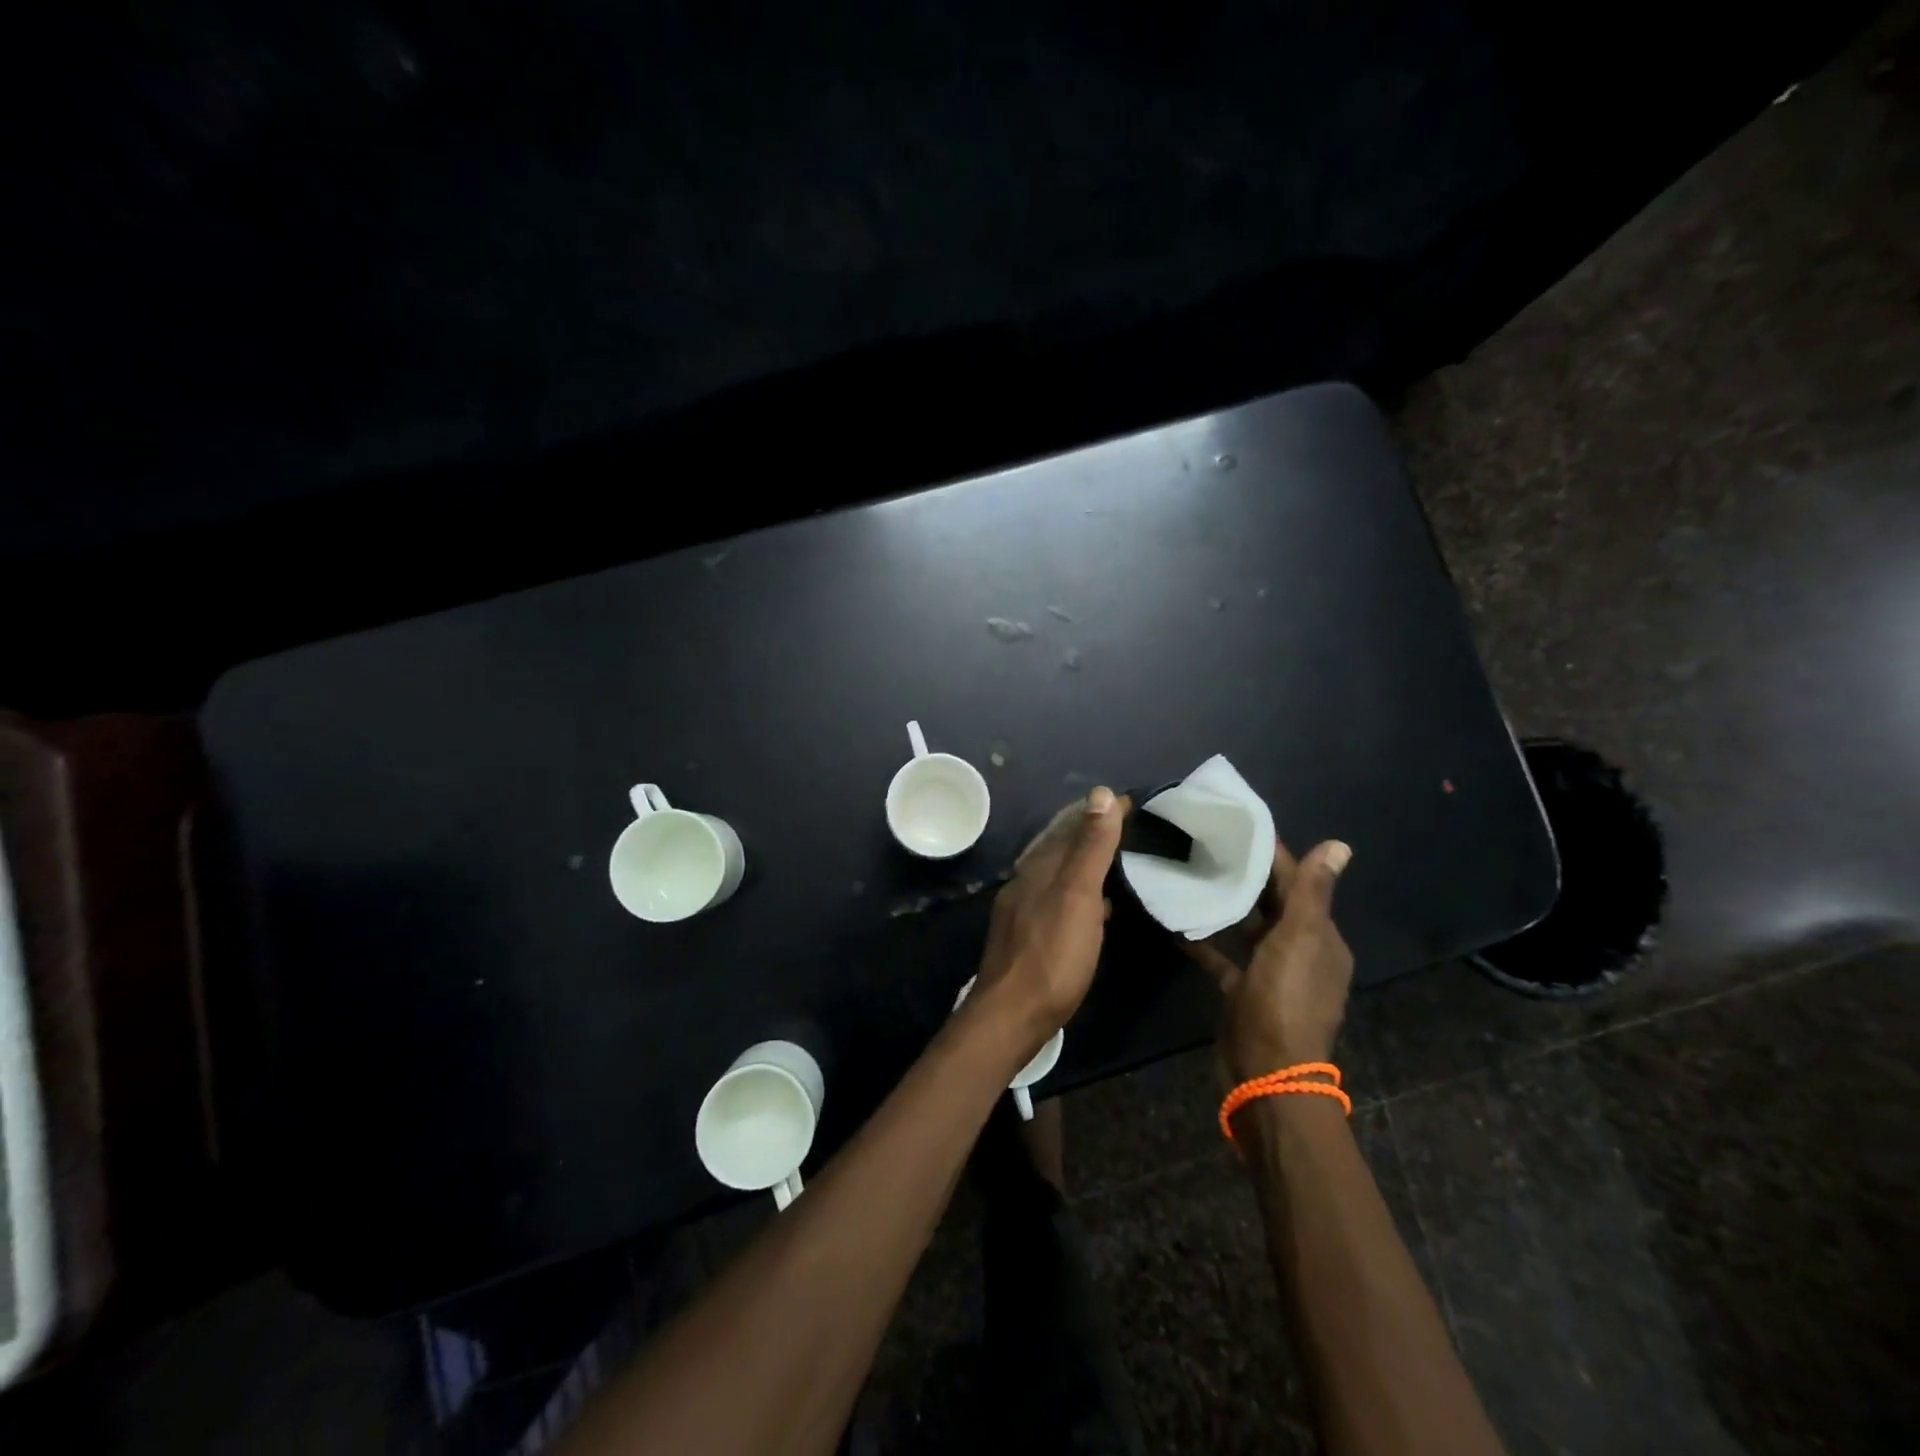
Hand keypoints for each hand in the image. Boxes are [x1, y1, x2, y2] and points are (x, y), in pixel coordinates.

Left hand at [970, 788, 1128, 1054]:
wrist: (1012, 1015)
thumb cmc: (1052, 954)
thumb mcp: (1078, 895)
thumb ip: (1090, 847)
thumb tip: (1102, 793)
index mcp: (1038, 867)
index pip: (1067, 826)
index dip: (1096, 812)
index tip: (1128, 801)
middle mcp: (1025, 883)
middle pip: (1057, 847)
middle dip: (1085, 832)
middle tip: (1119, 824)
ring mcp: (1022, 912)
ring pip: (1056, 875)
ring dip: (1081, 863)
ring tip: (1111, 861)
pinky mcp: (1027, 939)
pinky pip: (1056, 902)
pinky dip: (1078, 895)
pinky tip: (1095, 910)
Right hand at [1188, 839, 1354, 1080]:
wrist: (1268, 1073)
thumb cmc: (1284, 1000)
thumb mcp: (1298, 940)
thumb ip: (1311, 892)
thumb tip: (1340, 844)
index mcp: (1321, 938)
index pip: (1298, 883)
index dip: (1273, 855)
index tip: (1239, 826)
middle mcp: (1301, 953)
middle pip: (1274, 903)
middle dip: (1247, 875)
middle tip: (1207, 844)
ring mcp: (1272, 975)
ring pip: (1250, 929)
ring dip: (1228, 906)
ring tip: (1193, 875)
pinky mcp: (1245, 993)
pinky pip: (1226, 958)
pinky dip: (1207, 942)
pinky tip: (1179, 926)